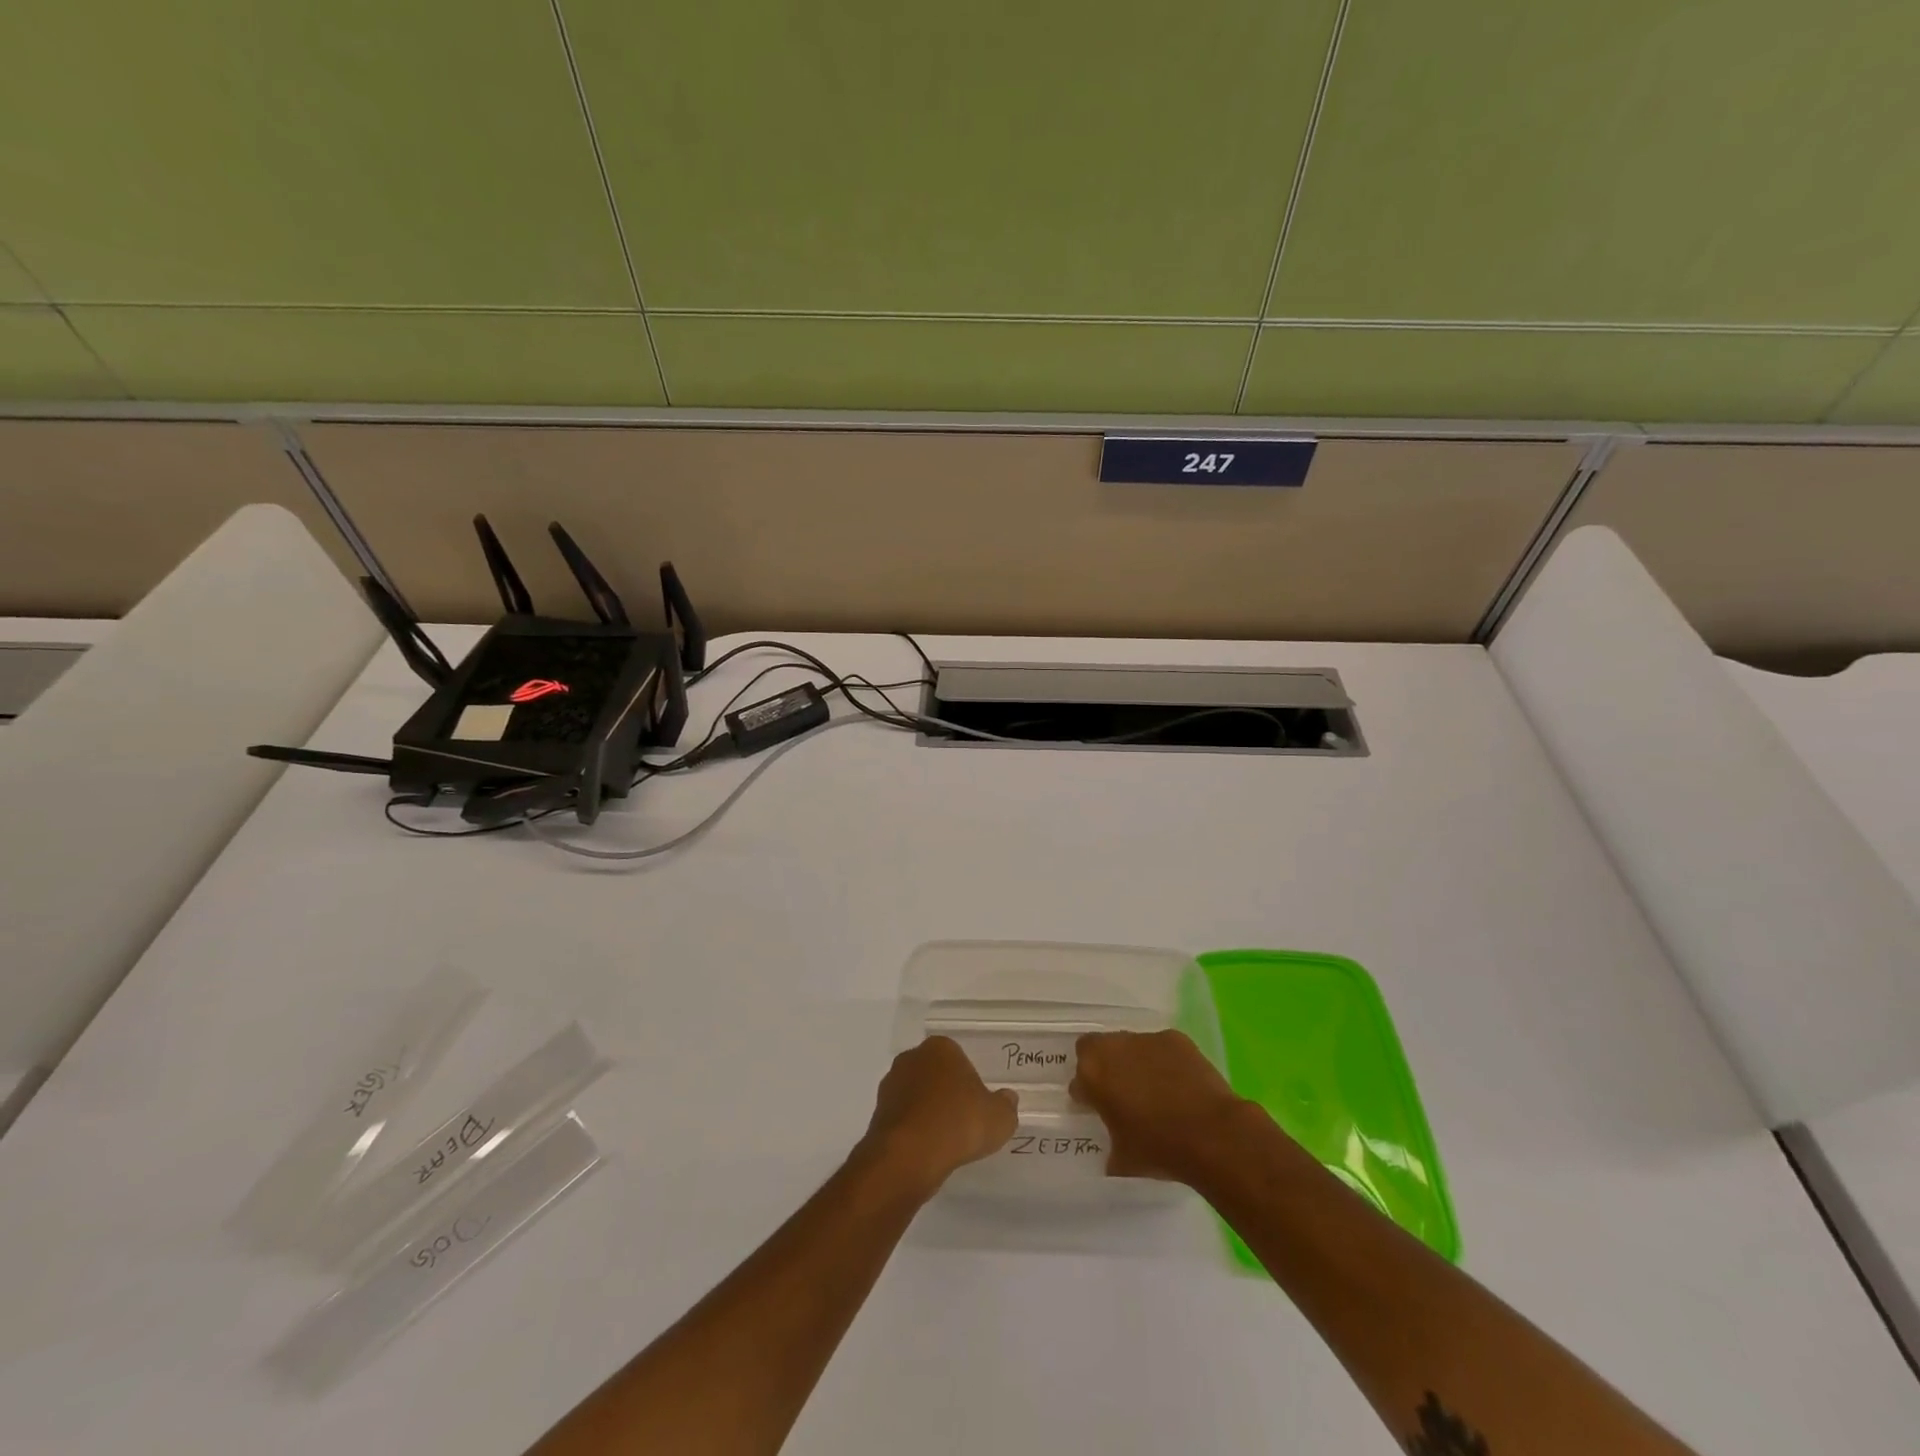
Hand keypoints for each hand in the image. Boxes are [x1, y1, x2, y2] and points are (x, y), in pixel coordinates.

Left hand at [861, 1037, 1018, 1196]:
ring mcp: (891, 1085)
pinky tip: (926, 1150)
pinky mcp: (878, 1113)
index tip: (977, 1106)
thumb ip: (1006, 1106)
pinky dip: (914, 1130)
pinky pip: (904, 1118)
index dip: (969, 1083)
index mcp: (941, 1048)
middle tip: (963, 1122)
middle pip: (935, 1074)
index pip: (959, 1059)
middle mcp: (912, 1058)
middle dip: (946, 1093)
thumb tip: (1007, 1099)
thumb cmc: (958, 1124)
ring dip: (928, 1112)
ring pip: (917, 1095)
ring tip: (944, 1141)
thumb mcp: (999, 1118)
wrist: (908, 1156)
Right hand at [1071, 1029, 1248, 1184]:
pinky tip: (1177, 1084)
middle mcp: (1114, 1047)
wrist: (1212, 1134)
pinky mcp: (1175, 1038)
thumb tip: (1112, 1147)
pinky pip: (1160, 1047)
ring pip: (1130, 1045)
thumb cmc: (1159, 1148)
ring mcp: (1146, 1038)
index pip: (1079, 1078)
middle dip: (1104, 1067)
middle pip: (1099, 1049)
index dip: (1086, 1093)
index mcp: (1093, 1073)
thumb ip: (1109, 1143)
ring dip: (1133, 1062)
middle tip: (1120, 1093)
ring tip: (1153, 1090)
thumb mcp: (1122, 1159)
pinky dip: (1162, 1061)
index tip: (1096, 1109)